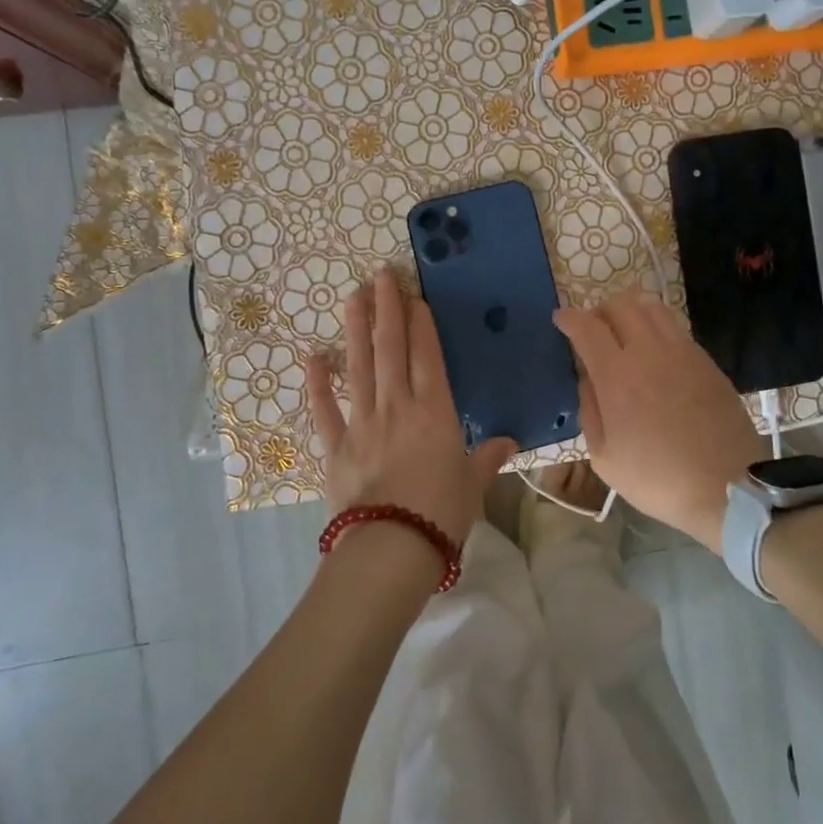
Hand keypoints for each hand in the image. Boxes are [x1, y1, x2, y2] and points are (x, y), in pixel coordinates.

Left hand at [307, 268, 516, 546]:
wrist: (391, 548)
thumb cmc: (441, 513)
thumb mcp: (472, 484)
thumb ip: (487, 457)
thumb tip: (509, 442)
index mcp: (434, 412)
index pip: (427, 357)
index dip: (421, 324)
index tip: (414, 296)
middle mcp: (397, 407)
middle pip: (390, 350)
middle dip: (386, 310)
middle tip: (380, 276)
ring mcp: (362, 424)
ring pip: (358, 367)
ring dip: (356, 331)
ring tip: (352, 298)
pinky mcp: (335, 447)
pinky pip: (324, 411)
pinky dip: (317, 385)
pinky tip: (313, 358)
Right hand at [554, 290, 766, 550]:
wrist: (727, 487)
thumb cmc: (658, 479)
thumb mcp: (605, 458)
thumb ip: (589, 411)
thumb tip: (587, 380)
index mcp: (616, 376)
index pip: (586, 327)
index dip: (569, 318)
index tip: (560, 320)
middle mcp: (648, 351)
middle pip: (620, 304)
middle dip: (599, 310)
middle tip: (593, 329)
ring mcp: (682, 351)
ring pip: (651, 307)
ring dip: (630, 310)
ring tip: (624, 330)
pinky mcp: (706, 360)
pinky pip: (674, 327)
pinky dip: (656, 326)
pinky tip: (654, 350)